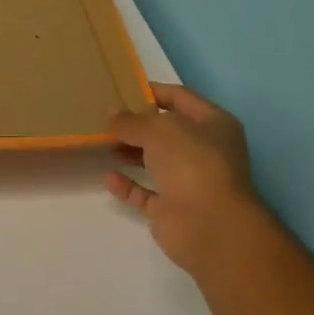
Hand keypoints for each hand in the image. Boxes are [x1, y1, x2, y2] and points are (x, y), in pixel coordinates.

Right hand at [105, 83, 262, 276]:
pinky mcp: (172, 208)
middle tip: (103, 117)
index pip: (179, 98)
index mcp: (213, 124)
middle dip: (136, 124)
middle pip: (165, 131)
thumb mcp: (158, 130)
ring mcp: (189, 181)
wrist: (210, 226)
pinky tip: (109, 177)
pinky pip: (145, 192)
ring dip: (130, 152)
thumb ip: (131, 120)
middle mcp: (204, 150)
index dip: (151, 91)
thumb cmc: (192, 164)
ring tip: (100, 143)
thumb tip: (111, 112)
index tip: (120, 88)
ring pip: (155, 161)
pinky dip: (128, 185)